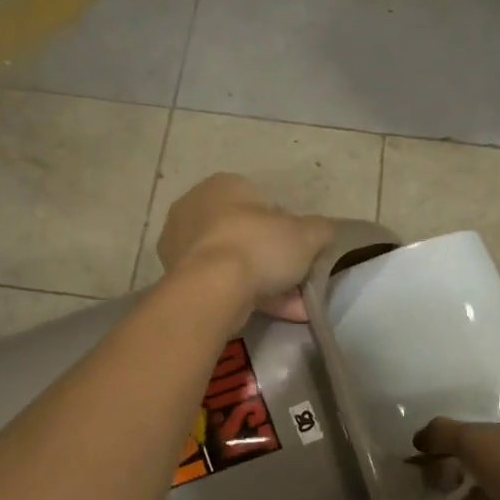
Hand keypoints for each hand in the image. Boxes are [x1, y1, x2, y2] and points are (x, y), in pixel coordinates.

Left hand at [158, 174, 335, 320]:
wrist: (210, 290)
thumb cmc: (258, 246)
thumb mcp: (306, 235)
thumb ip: (320, 229)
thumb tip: (324, 230)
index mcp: (223, 185)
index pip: (260, 201)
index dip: (285, 226)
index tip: (300, 250)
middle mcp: (194, 208)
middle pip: (245, 233)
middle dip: (273, 258)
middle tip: (297, 279)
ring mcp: (180, 245)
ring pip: (233, 262)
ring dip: (264, 283)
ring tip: (294, 306)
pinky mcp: (175, 278)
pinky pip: (220, 284)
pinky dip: (246, 297)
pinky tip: (276, 314)